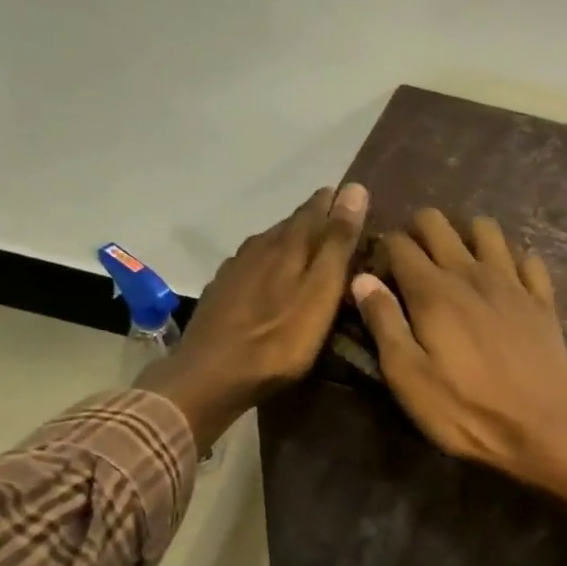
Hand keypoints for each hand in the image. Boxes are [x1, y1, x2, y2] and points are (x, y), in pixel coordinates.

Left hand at [141, 184, 367, 445]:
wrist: (209, 377)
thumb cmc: (277, 341)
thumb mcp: (320, 293)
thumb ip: (337, 244)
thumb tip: (355, 188)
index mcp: (287, 244)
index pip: (316, 208)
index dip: (337, 202)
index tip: (357, 199)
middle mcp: (259, 246)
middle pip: (292, 224)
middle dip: (317, 221)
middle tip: (342, 228)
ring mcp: (235, 269)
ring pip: (271, 244)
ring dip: (292, 243)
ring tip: (313, 252)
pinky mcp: (222, 292)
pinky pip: (253, 266)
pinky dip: (271, 265)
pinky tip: (274, 280)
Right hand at [351, 209, 566, 492]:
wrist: (542, 429)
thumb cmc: (465, 410)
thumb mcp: (408, 378)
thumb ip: (384, 323)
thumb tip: (361, 278)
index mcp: (433, 291)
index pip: (399, 243)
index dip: (382, 252)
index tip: (380, 277)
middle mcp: (472, 273)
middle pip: (437, 223)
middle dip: (417, 233)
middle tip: (413, 267)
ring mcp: (513, 282)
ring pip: (485, 229)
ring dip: (465, 237)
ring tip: (457, 266)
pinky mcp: (543, 300)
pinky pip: (527, 258)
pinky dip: (511, 261)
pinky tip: (505, 281)